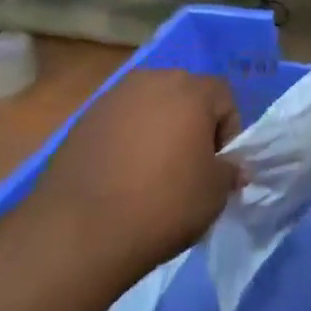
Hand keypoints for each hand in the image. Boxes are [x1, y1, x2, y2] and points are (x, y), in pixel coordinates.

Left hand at [29, 69, 242, 280]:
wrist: (81, 229)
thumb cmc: (163, 204)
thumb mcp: (214, 193)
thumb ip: (229, 171)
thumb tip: (229, 167)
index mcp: (190, 89)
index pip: (224, 97)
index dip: (228, 132)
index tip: (218, 167)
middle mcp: (151, 80)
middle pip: (185, 95)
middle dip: (192, 126)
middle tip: (188, 167)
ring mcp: (113, 97)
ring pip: (150, 107)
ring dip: (158, 131)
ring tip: (152, 173)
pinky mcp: (84, 119)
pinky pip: (120, 123)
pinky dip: (128, 141)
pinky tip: (122, 177)